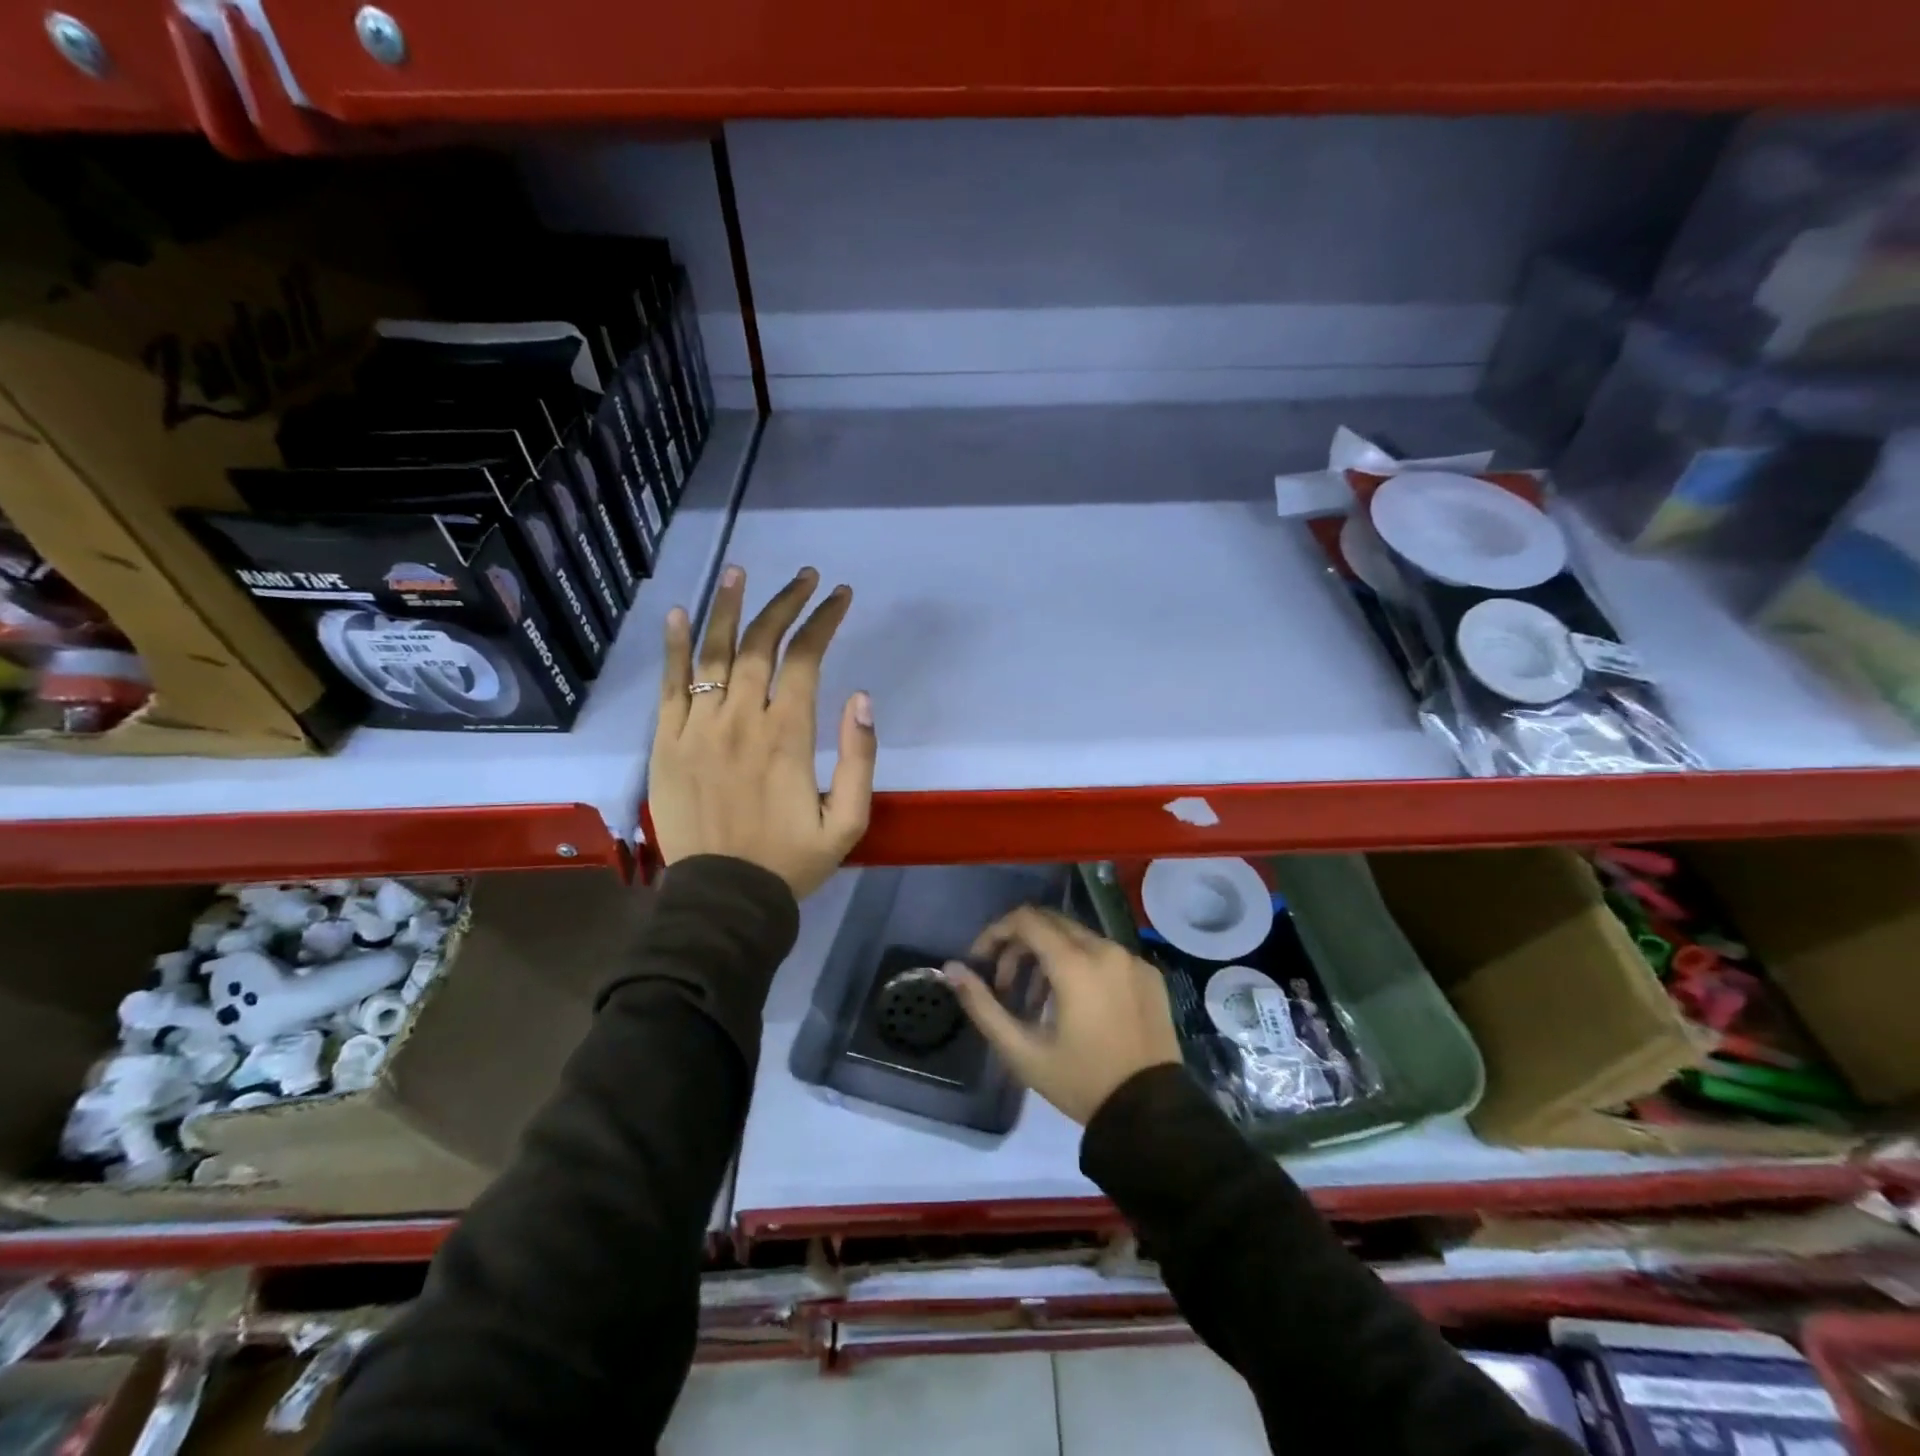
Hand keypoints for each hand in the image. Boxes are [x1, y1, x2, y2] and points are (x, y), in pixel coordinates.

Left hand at [649, 564, 875, 899]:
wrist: (725, 899)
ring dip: (728, 607)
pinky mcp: (666, 743)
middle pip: (760, 645)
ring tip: (739, 571)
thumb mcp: (849, 822)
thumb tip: (861, 698)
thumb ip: (861, 759)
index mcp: (787, 737)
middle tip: (804, 577)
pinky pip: (670, 686)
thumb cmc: (792, 861)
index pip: (805, 659)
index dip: (824, 621)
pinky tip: (681, 613)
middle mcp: (741, 721)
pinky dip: (675, 647)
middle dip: (785, 603)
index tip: (840, 596)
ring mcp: (697, 728)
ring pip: (713, 654)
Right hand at [945, 906, 1182, 1125]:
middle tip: (1004, 984)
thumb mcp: (1023, 1052)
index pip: (1026, 919)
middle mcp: (1107, 949)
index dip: (996, 932)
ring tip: (1036, 1002)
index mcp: (1076, 963)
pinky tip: (1075, 1006)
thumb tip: (951, 969)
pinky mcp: (1150, 974)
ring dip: (1049, 957)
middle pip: (1051, 924)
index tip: (980, 961)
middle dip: (1019, 946)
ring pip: (1078, 937)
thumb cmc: (1082, 1083)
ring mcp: (1132, 959)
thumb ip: (983, 1006)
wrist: (1152, 1115)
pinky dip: (1081, 966)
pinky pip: (1105, 954)